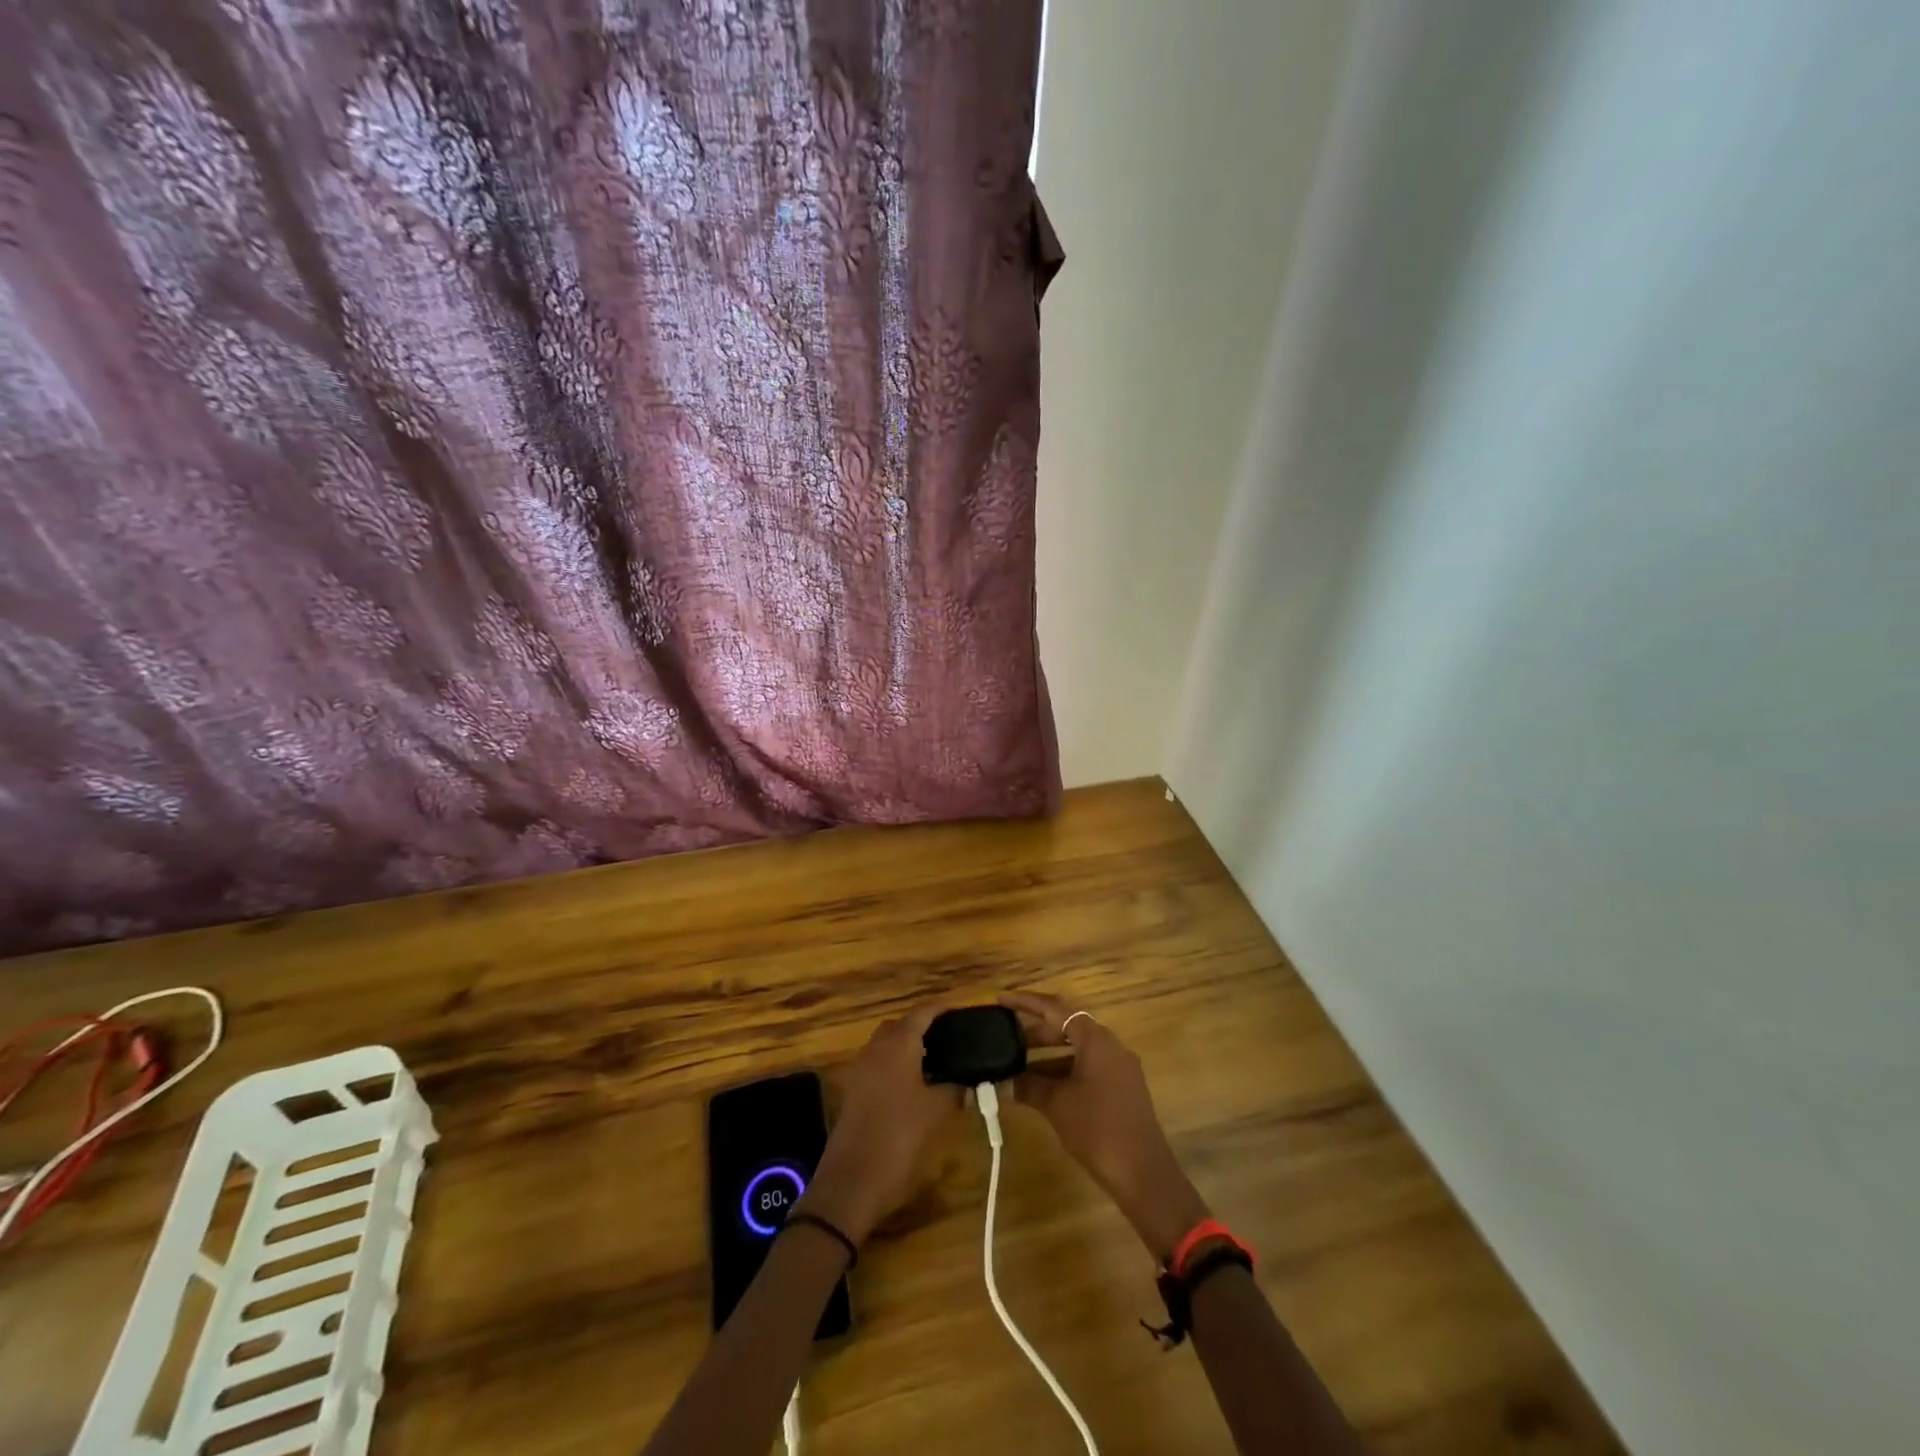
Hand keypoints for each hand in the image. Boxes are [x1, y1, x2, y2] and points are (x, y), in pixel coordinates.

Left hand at [797, 1007, 961, 1245]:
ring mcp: (862, 1068)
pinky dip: (897, 1065)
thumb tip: (970, 1078)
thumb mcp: (937, 1112)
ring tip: (939, 1065)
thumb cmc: (900, 1137)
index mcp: (898, 1044)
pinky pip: (880, 1064)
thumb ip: (956, 1088)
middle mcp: (876, 1047)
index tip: (965, 1014)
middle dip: (926, 1029)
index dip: (944, 1010)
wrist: (852, 1181)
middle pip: (903, 1025)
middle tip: (953, 1042)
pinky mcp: (855, 1090)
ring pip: (889, 1045)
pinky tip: (916, 1087)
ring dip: (910, 1048)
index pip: (923, 1012)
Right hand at [1003, 990, 1209, 1262]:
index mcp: (1096, 1040)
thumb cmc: (1098, 1129)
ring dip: (1048, 1055)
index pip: (1056, 1008)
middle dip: (1035, 1032)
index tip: (1001, 1001)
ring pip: (1077, 1049)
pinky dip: (1063, 1070)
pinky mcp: (1122, 1088)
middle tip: (1006, 1038)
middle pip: (1068, 1026)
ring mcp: (1119, 1067)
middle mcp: (1110, 1045)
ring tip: (1017, 1065)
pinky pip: (1087, 1067)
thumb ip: (1027, 1086)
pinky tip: (1042, 1087)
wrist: (1144, 1173)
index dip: (1026, 1002)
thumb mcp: (1056, 1104)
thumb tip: (999, 1080)